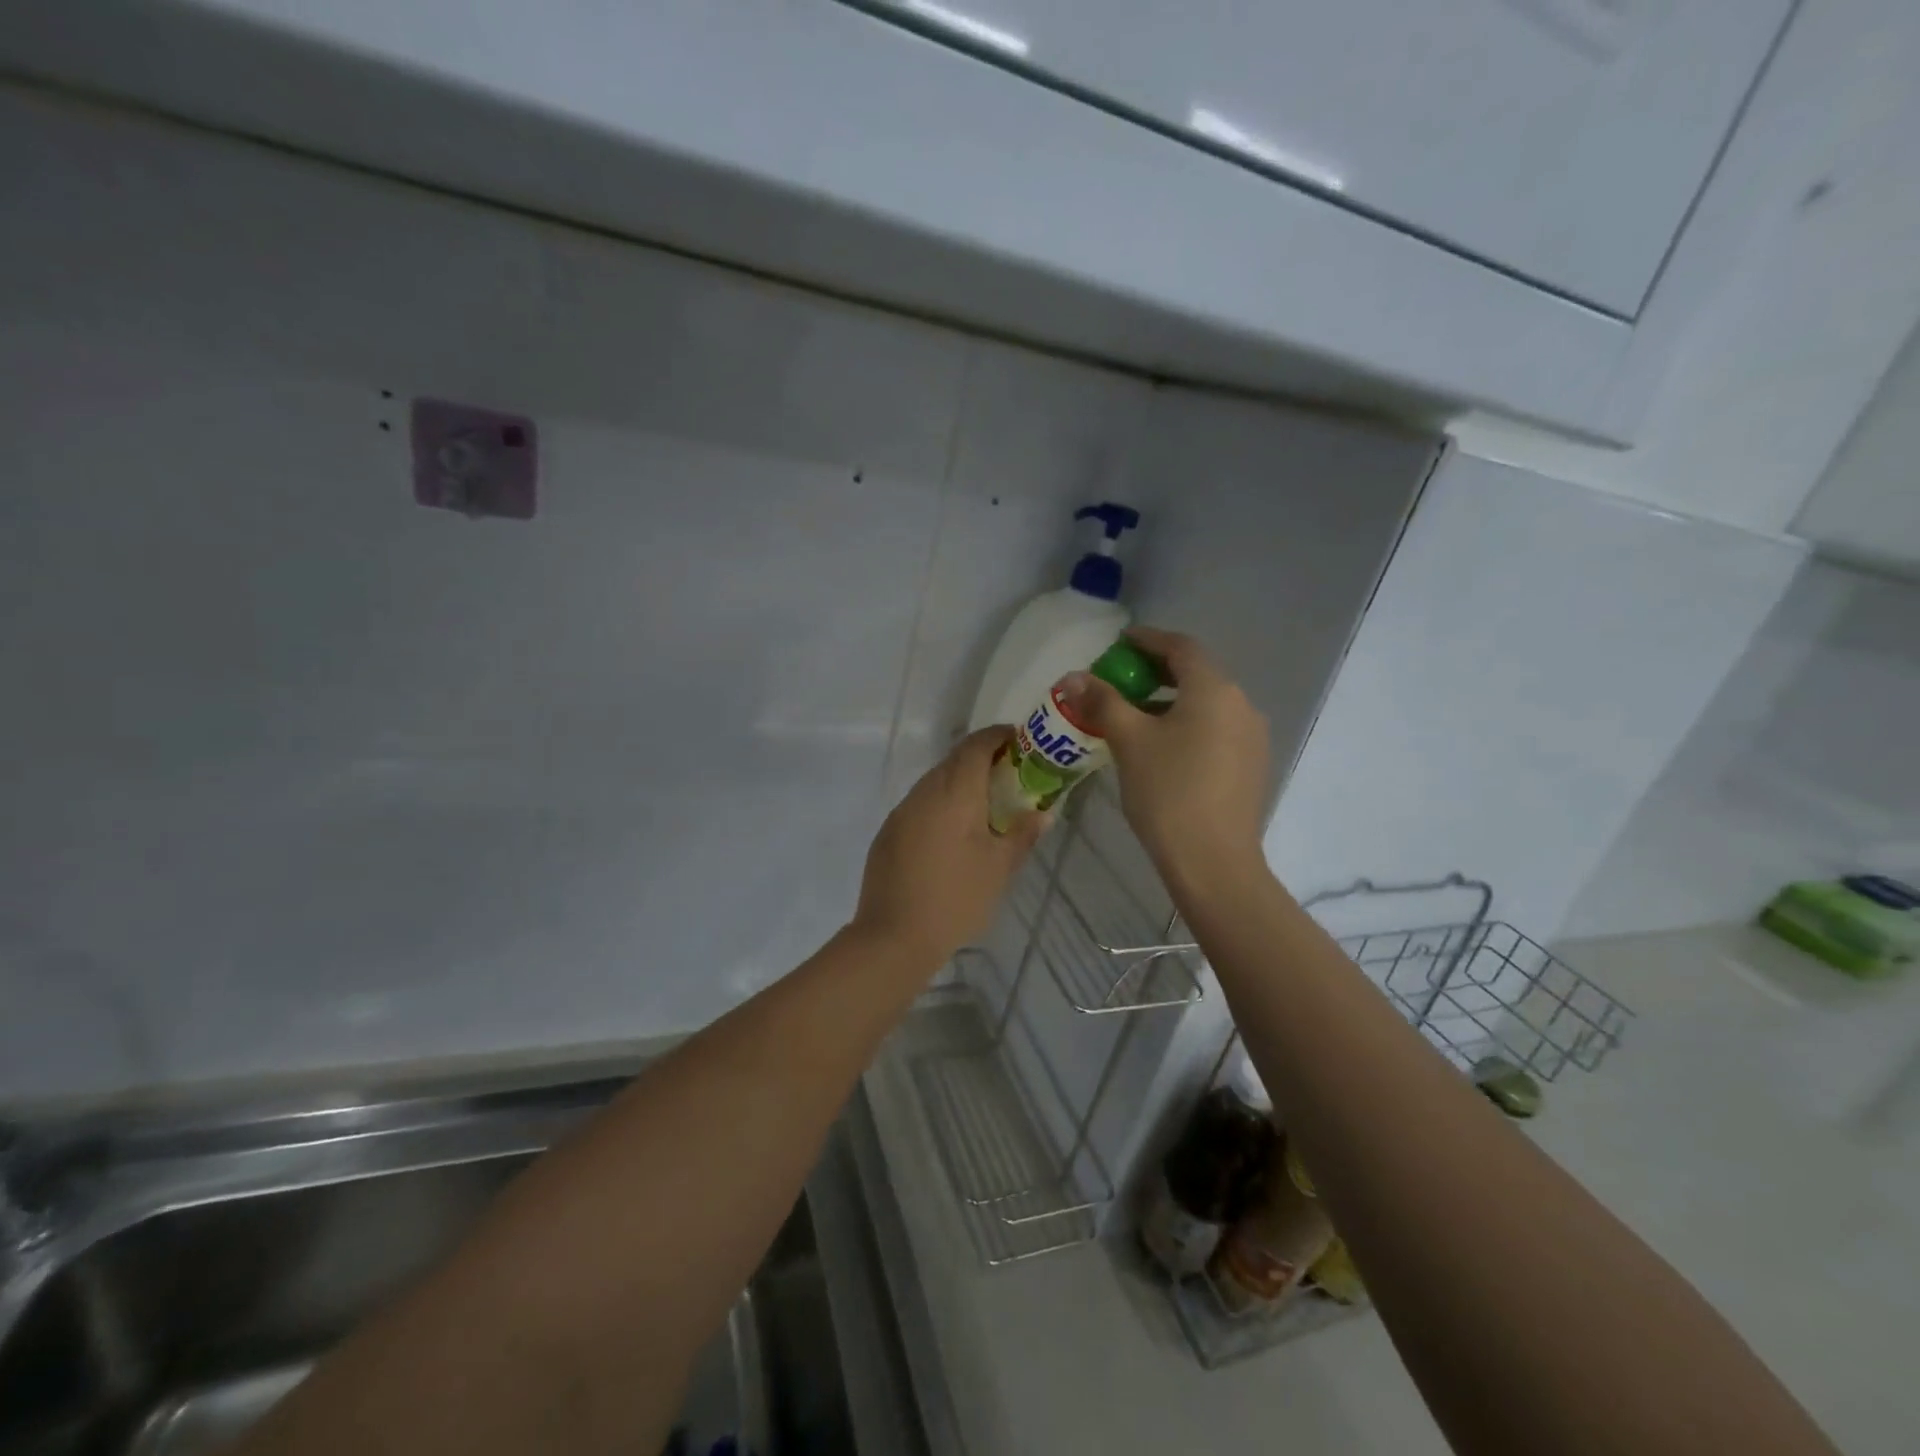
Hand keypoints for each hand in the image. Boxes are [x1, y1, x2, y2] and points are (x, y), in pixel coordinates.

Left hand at [851, 727, 1047, 969]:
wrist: (894, 936)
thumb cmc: (956, 898)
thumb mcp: (1000, 868)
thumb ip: (1022, 835)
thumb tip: (1043, 814)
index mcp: (955, 793)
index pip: (976, 746)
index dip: (997, 736)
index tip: (1018, 740)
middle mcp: (924, 792)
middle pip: (953, 760)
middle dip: (981, 759)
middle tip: (1008, 775)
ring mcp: (901, 812)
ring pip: (934, 782)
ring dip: (959, 783)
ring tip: (984, 806)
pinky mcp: (888, 833)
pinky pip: (919, 805)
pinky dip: (940, 805)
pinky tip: (951, 834)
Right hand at [1067, 627, 1269, 881]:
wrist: (1213, 861)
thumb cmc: (1168, 792)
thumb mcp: (1129, 741)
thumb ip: (1102, 701)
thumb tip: (1073, 677)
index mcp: (1214, 689)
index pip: (1181, 647)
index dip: (1148, 639)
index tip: (1121, 642)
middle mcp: (1241, 704)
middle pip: (1197, 673)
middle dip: (1158, 671)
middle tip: (1122, 678)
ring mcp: (1252, 737)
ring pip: (1207, 704)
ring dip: (1172, 700)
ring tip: (1136, 714)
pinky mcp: (1251, 765)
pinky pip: (1216, 729)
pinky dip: (1188, 724)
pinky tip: (1163, 747)